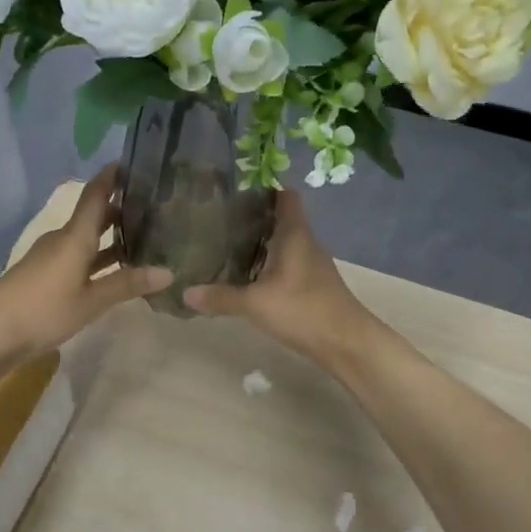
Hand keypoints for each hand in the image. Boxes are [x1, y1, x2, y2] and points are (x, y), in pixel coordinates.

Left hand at [0, 166, 172, 357]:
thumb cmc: (45, 310)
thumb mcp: (91, 301)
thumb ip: (127, 284)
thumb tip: (168, 272)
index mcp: (74, 237)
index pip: (95, 195)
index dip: (112, 177)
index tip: (133, 163)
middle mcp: (63, 239)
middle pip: (93, 216)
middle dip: (120, 209)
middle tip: (153, 208)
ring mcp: (51, 256)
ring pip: (86, 238)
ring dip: (111, 237)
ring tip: (143, 238)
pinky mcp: (45, 274)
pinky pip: (78, 256)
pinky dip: (98, 256)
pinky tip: (115, 270)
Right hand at [183, 191, 374, 362]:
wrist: (346, 343)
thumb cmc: (303, 310)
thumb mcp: (255, 303)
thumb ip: (220, 297)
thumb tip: (184, 293)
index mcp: (295, 234)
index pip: (285, 196)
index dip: (264, 188)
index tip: (235, 191)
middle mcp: (305, 242)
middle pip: (280, 218)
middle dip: (253, 217)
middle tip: (219, 219)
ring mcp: (311, 264)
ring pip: (283, 242)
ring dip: (260, 242)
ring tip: (226, 244)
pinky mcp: (312, 284)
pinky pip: (286, 263)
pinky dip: (268, 264)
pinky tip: (248, 276)